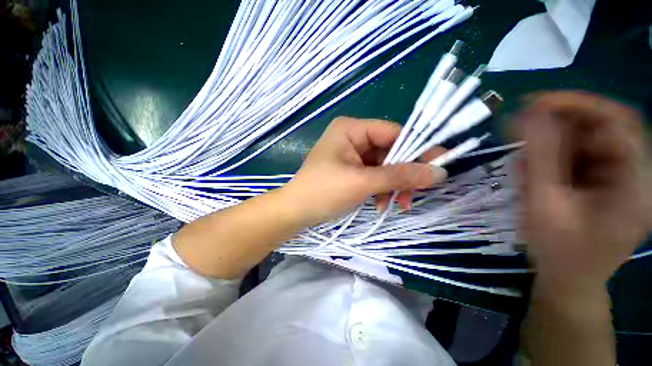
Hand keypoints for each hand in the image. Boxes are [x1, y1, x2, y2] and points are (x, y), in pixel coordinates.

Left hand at [279, 117, 446, 226]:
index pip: (393, 132)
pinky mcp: (351, 170)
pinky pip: (374, 176)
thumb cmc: (323, 192)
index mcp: (351, 129)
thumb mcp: (362, 182)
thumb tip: (439, 172)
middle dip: (402, 174)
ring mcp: (352, 155)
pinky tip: (381, 204)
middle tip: (413, 195)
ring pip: (384, 166)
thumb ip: (400, 176)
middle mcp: (352, 137)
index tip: (438, 166)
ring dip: (393, 186)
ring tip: (397, 204)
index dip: (417, 148)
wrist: (295, 212)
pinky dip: (381, 190)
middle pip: (390, 151)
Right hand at [516, 91, 650, 289]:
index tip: (533, 102)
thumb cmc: (558, 251)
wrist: (567, 280)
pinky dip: (554, 158)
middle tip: (519, 126)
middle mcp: (636, 173)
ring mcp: (621, 178)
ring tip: (522, 157)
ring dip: (552, 144)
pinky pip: (580, 158)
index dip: (577, 103)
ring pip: (588, 143)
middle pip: (602, 129)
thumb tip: (527, 115)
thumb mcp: (545, 204)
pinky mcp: (605, 182)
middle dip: (559, 124)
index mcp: (636, 182)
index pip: (617, 120)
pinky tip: (533, 170)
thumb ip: (539, 157)